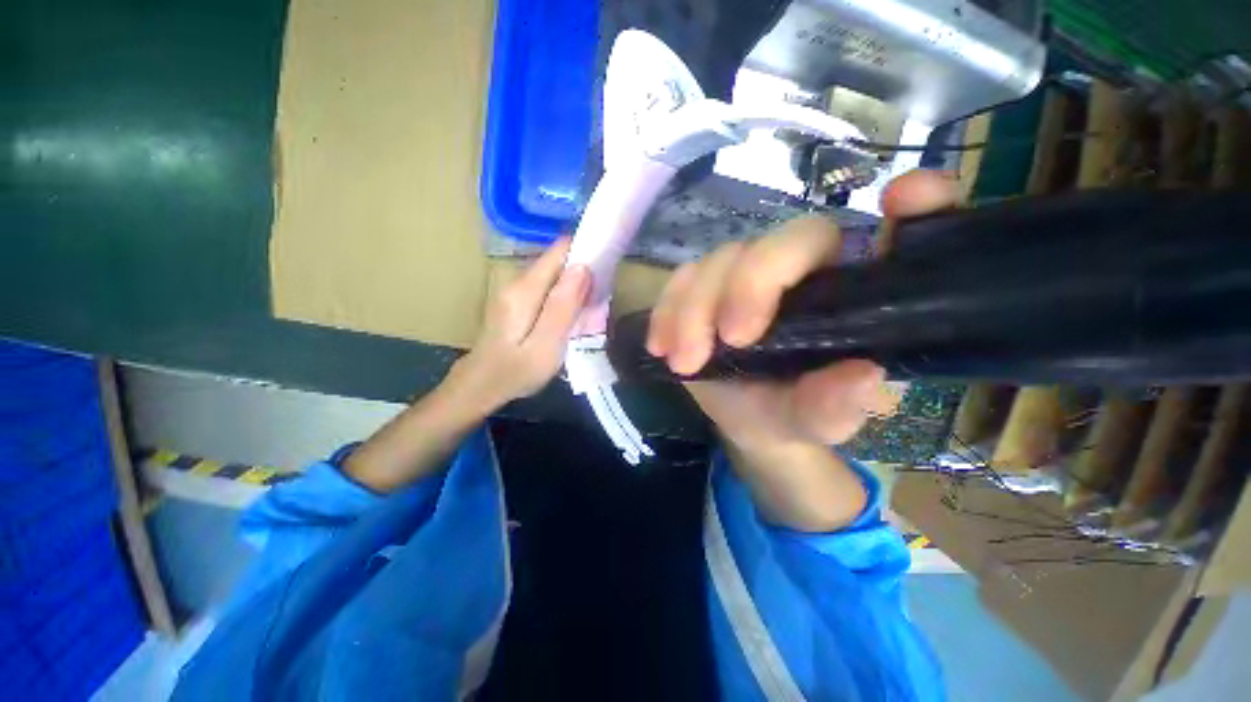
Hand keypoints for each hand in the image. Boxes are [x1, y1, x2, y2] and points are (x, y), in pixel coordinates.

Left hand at [448, 237, 589, 415]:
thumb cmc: (515, 372)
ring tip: (594, 308)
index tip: (608, 263)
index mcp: (524, 290)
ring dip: (577, 286)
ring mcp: (516, 291)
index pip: (559, 251)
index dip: (585, 251)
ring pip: (555, 276)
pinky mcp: (518, 301)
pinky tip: (575, 315)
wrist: (481, 387)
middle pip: (558, 262)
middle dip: (584, 272)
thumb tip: (583, 267)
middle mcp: (518, 282)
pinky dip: (566, 296)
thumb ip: (563, 307)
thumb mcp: (545, 345)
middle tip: (603, 297)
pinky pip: (549, 289)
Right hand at [646, 170, 960, 450]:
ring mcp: (748, 273)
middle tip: (731, 340)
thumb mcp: (816, 422)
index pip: (902, 234)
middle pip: (783, 241)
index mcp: (854, 295)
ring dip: (695, 309)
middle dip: (750, 286)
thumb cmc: (790, 413)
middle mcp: (805, 271)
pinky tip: (662, 345)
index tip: (905, 199)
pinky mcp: (706, 285)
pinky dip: (667, 310)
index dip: (920, 204)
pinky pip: (681, 279)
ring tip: (685, 361)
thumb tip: (860, 378)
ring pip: (721, 260)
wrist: (744, 417)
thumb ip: (836, 407)